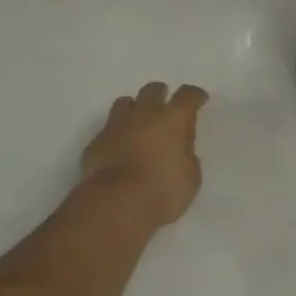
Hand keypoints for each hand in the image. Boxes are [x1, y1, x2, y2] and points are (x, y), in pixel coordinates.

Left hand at [80, 82, 209, 229]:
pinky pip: (108, 130)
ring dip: (134, 109)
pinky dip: (116, 135)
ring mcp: (117, 125)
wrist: (115, 204)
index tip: (199, 100)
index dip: (195, 96)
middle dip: (161, 95)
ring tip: (138, 123)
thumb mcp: (190, 176)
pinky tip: (119, 149)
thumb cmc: (162, 190)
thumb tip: (178, 150)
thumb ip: (186, 155)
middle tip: (165, 108)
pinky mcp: (96, 142)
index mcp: (173, 118)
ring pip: (125, 103)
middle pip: (153, 90)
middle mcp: (144, 114)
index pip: (187, 95)